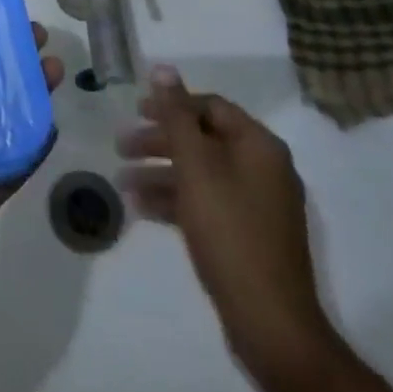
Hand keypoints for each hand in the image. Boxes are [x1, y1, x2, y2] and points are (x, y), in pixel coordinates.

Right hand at [119, 66, 327, 368]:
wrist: (271, 324)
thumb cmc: (230, 230)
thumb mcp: (196, 165)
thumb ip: (176, 114)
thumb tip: (163, 67)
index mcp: (259, 144)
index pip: (210, 106)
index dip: (171, 104)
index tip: (136, 110)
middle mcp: (263, 168)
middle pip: (203, 139)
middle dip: (160, 141)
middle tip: (121, 145)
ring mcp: (258, 205)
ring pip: (202, 174)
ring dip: (161, 172)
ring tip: (122, 182)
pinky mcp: (249, 237)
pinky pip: (207, 203)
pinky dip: (176, 201)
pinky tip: (142, 209)